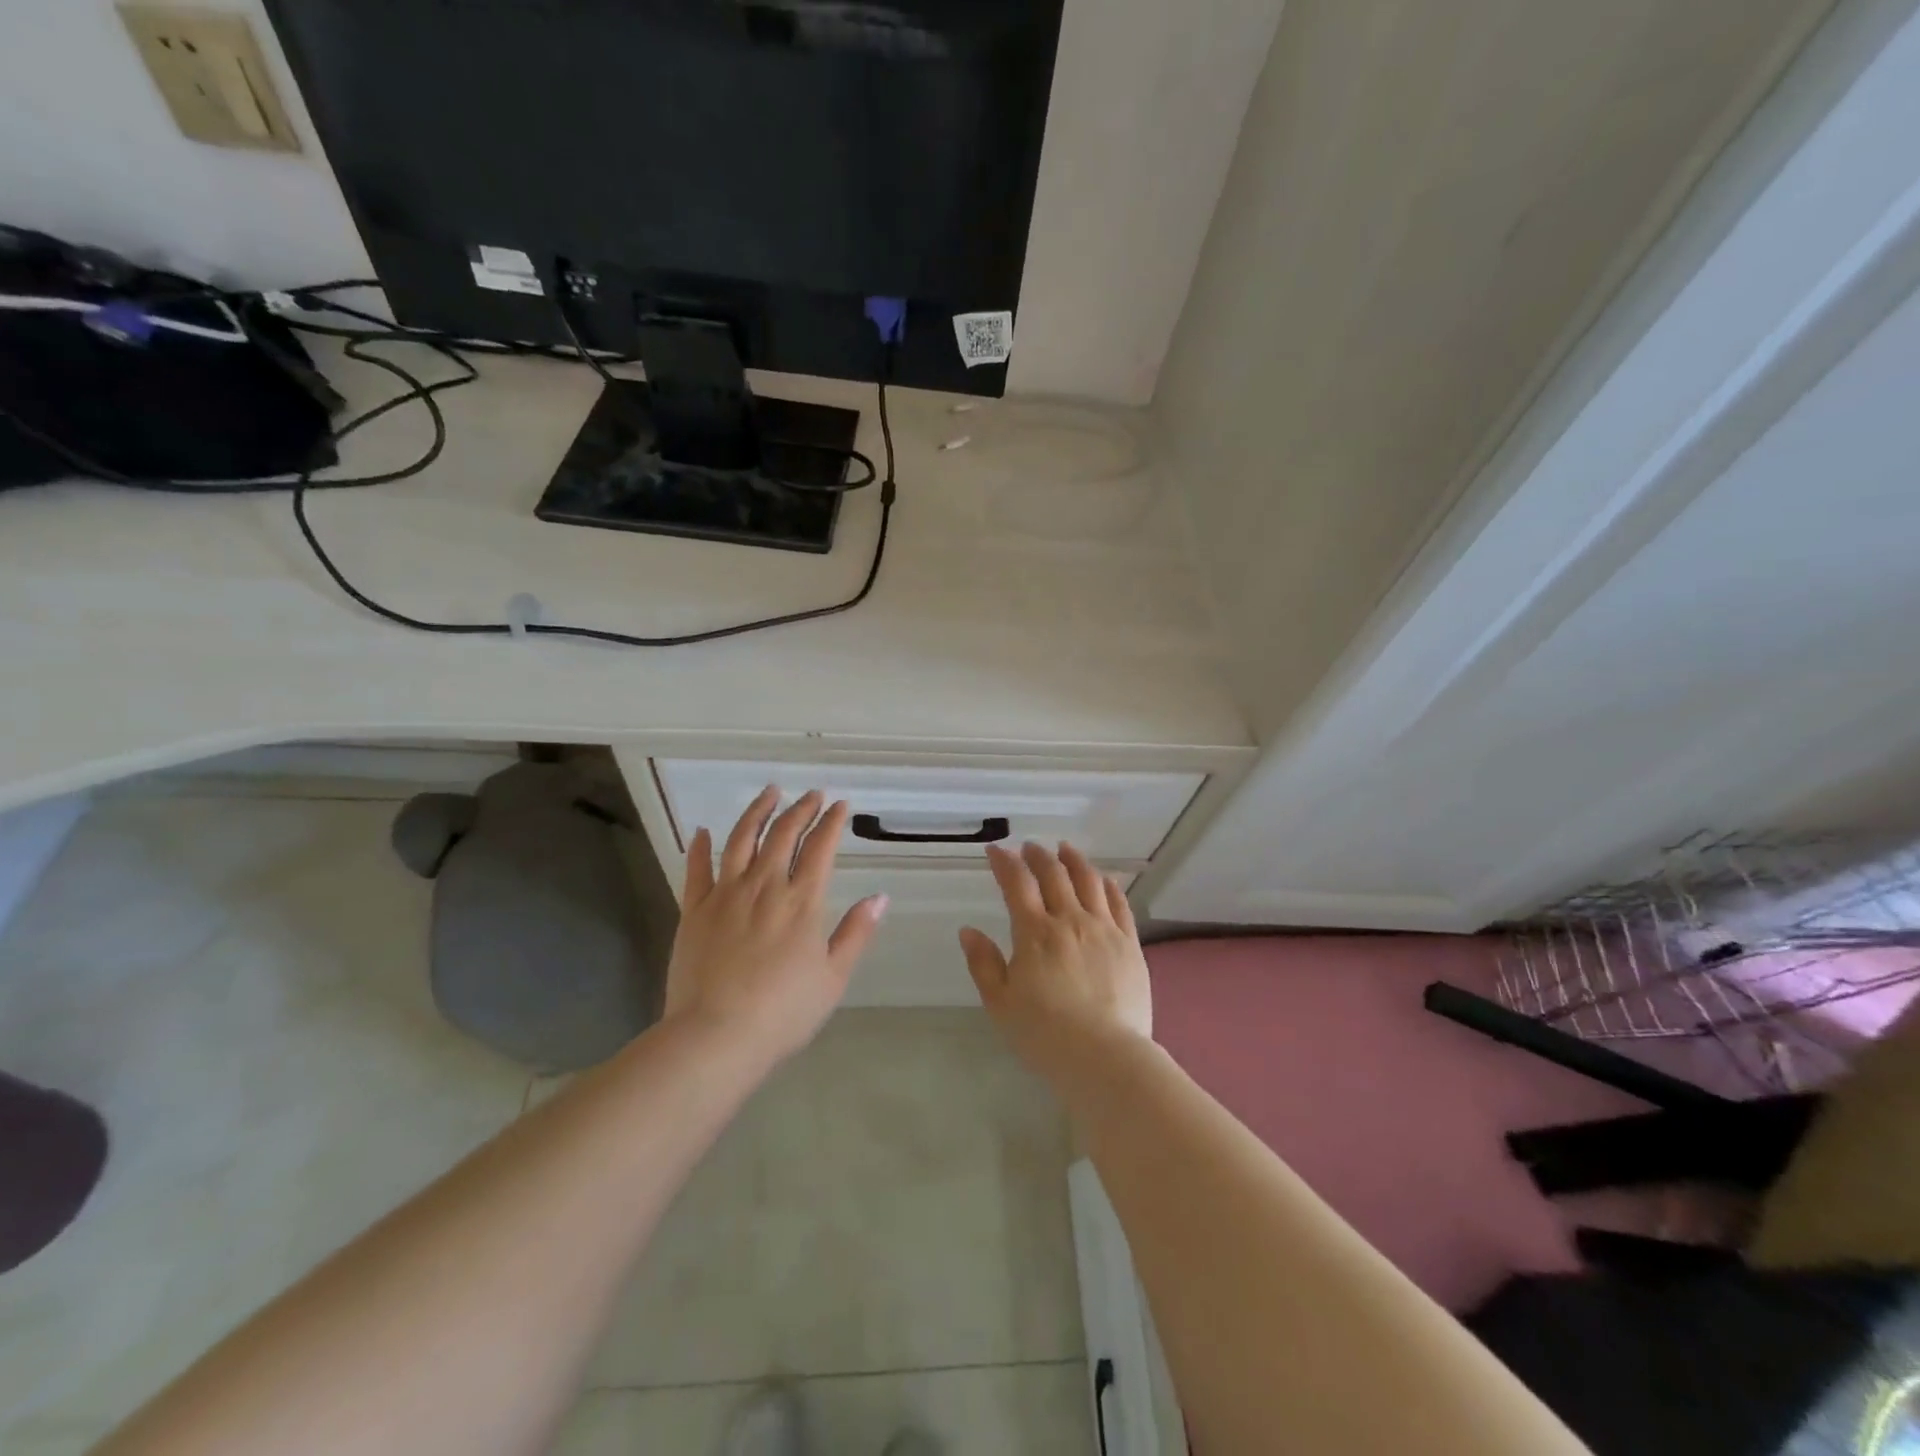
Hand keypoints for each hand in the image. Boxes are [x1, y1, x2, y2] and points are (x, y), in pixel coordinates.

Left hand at [665, 788, 886, 1062]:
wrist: (716, 1035)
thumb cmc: (783, 1012)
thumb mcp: (833, 977)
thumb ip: (856, 933)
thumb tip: (880, 897)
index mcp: (802, 901)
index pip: (821, 847)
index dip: (832, 822)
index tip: (840, 805)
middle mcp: (765, 886)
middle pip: (783, 834)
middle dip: (801, 809)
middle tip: (812, 794)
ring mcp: (726, 894)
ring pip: (741, 839)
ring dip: (757, 811)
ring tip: (769, 792)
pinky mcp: (694, 910)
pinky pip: (697, 869)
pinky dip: (701, 846)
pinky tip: (703, 830)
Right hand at [960, 841, 1152, 1083]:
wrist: (1105, 1057)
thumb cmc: (1045, 1034)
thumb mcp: (1000, 1003)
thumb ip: (983, 963)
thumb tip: (968, 931)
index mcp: (1035, 933)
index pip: (1017, 883)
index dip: (1004, 862)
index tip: (995, 850)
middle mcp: (1070, 920)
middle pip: (1054, 874)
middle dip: (1038, 855)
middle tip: (1029, 847)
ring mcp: (1104, 929)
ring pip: (1089, 881)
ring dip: (1074, 860)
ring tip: (1065, 849)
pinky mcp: (1129, 943)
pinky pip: (1119, 903)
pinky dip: (1107, 885)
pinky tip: (1103, 879)